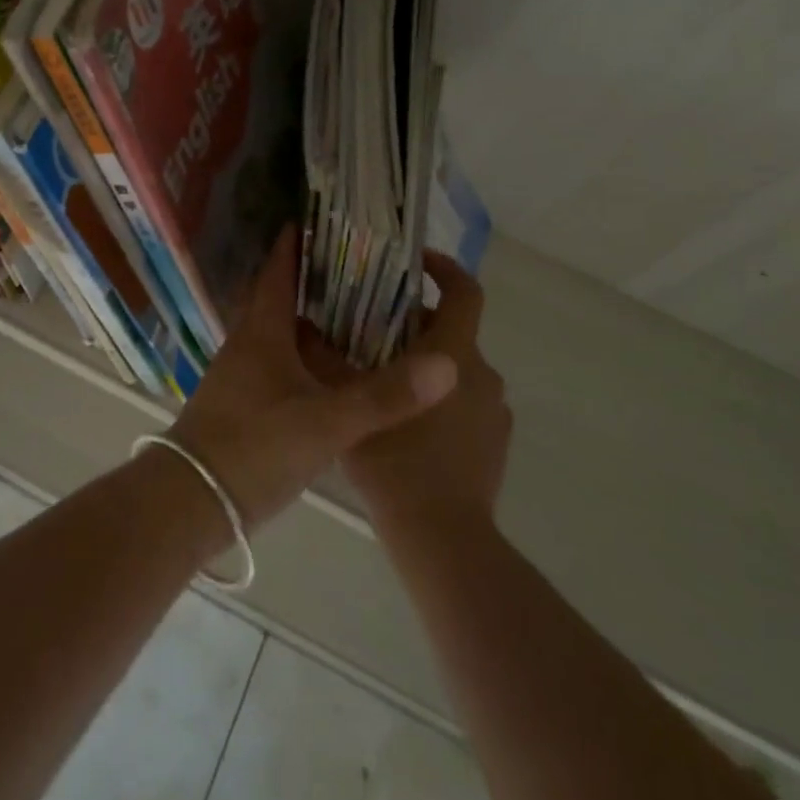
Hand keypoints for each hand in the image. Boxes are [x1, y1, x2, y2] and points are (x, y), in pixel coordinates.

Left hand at [164, 227, 459, 532]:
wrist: (190, 502)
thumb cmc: (253, 449)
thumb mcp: (325, 424)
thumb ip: (384, 397)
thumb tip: (447, 364)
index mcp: (262, 331)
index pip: (278, 271)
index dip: (296, 243)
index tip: (323, 219)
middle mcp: (247, 343)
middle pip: (279, 296)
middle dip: (310, 278)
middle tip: (357, 267)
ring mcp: (241, 374)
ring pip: (278, 331)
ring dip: (308, 317)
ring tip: (354, 311)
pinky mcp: (243, 402)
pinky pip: (277, 361)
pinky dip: (303, 353)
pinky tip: (329, 369)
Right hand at [303, 251, 510, 536]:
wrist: (443, 539)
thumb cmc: (396, 463)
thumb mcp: (350, 406)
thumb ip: (326, 361)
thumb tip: (303, 326)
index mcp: (453, 354)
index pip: (465, 292)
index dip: (444, 268)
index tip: (414, 261)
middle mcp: (482, 373)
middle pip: (451, 330)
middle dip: (413, 325)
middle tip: (369, 332)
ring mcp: (494, 410)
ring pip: (455, 369)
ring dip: (423, 365)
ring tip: (380, 381)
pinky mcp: (495, 442)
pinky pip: (465, 403)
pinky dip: (438, 399)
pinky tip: (405, 426)